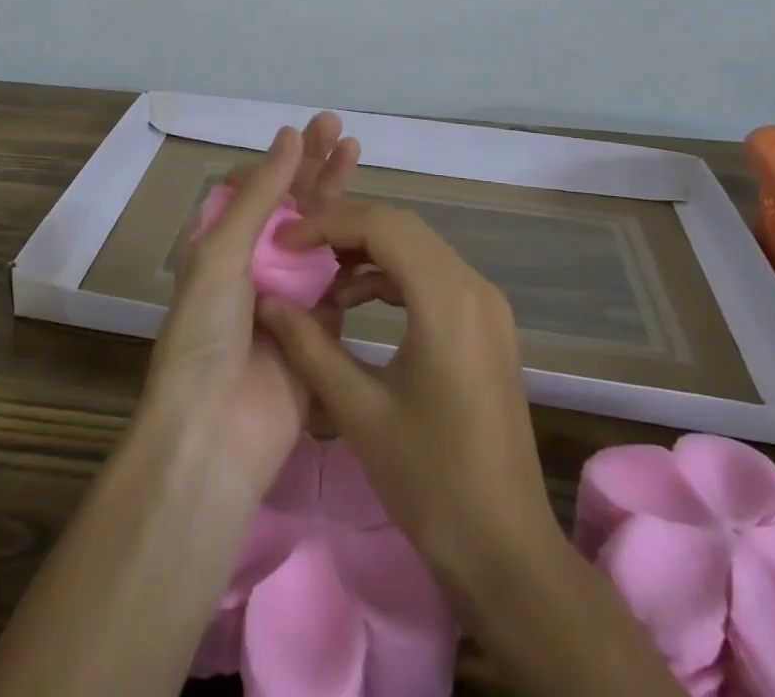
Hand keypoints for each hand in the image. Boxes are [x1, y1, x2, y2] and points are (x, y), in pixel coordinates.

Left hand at [139, 113, 359, 496]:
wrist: (216, 432)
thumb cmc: (206, 332)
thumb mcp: (223, 252)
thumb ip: (262, 194)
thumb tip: (289, 135)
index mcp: (223, 244)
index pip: (258, 187)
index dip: (285, 157)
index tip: (313, 130)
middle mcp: (256, 263)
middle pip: (292, 204)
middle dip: (315, 165)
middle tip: (341, 129)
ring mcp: (290, 293)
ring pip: (321, 234)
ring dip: (338, 197)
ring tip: (357, 155)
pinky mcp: (321, 324)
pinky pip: (340, 278)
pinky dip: (356, 249)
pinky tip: (375, 222)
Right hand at [257, 201, 562, 603]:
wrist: (507, 551)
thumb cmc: (430, 482)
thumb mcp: (358, 411)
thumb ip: (309, 346)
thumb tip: (267, 301)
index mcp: (448, 299)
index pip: (382, 225)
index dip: (327, 224)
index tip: (282, 244)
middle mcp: (474, 286)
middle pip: (401, 228)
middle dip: (344, 229)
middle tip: (295, 251)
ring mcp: (486, 304)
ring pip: (418, 248)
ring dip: (368, 252)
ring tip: (319, 277)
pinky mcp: (487, 324)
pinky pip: (433, 276)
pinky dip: (392, 276)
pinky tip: (356, 302)